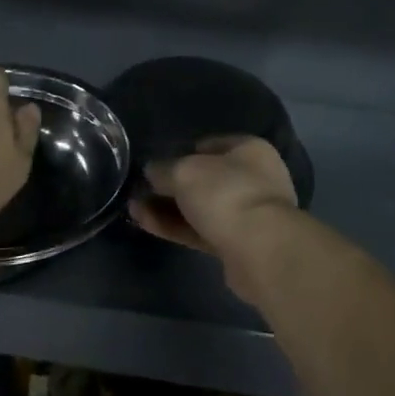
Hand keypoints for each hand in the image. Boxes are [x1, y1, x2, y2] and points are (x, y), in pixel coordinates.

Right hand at [129, 136, 296, 301]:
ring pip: (200, 207)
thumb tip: (151, 171)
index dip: (181, 151)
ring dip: (168, 208)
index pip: (210, 144)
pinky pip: (200, 230)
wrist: (261, 250)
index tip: (156, 163)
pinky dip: (175, 226)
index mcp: (248, 150)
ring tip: (133, 208)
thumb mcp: (185, 171)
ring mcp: (247, 213)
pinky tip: (146, 223)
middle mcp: (252, 178)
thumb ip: (164, 169)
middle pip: (204, 178)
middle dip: (171, 185)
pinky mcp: (238, 245)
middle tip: (141, 189)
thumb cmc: (226, 193)